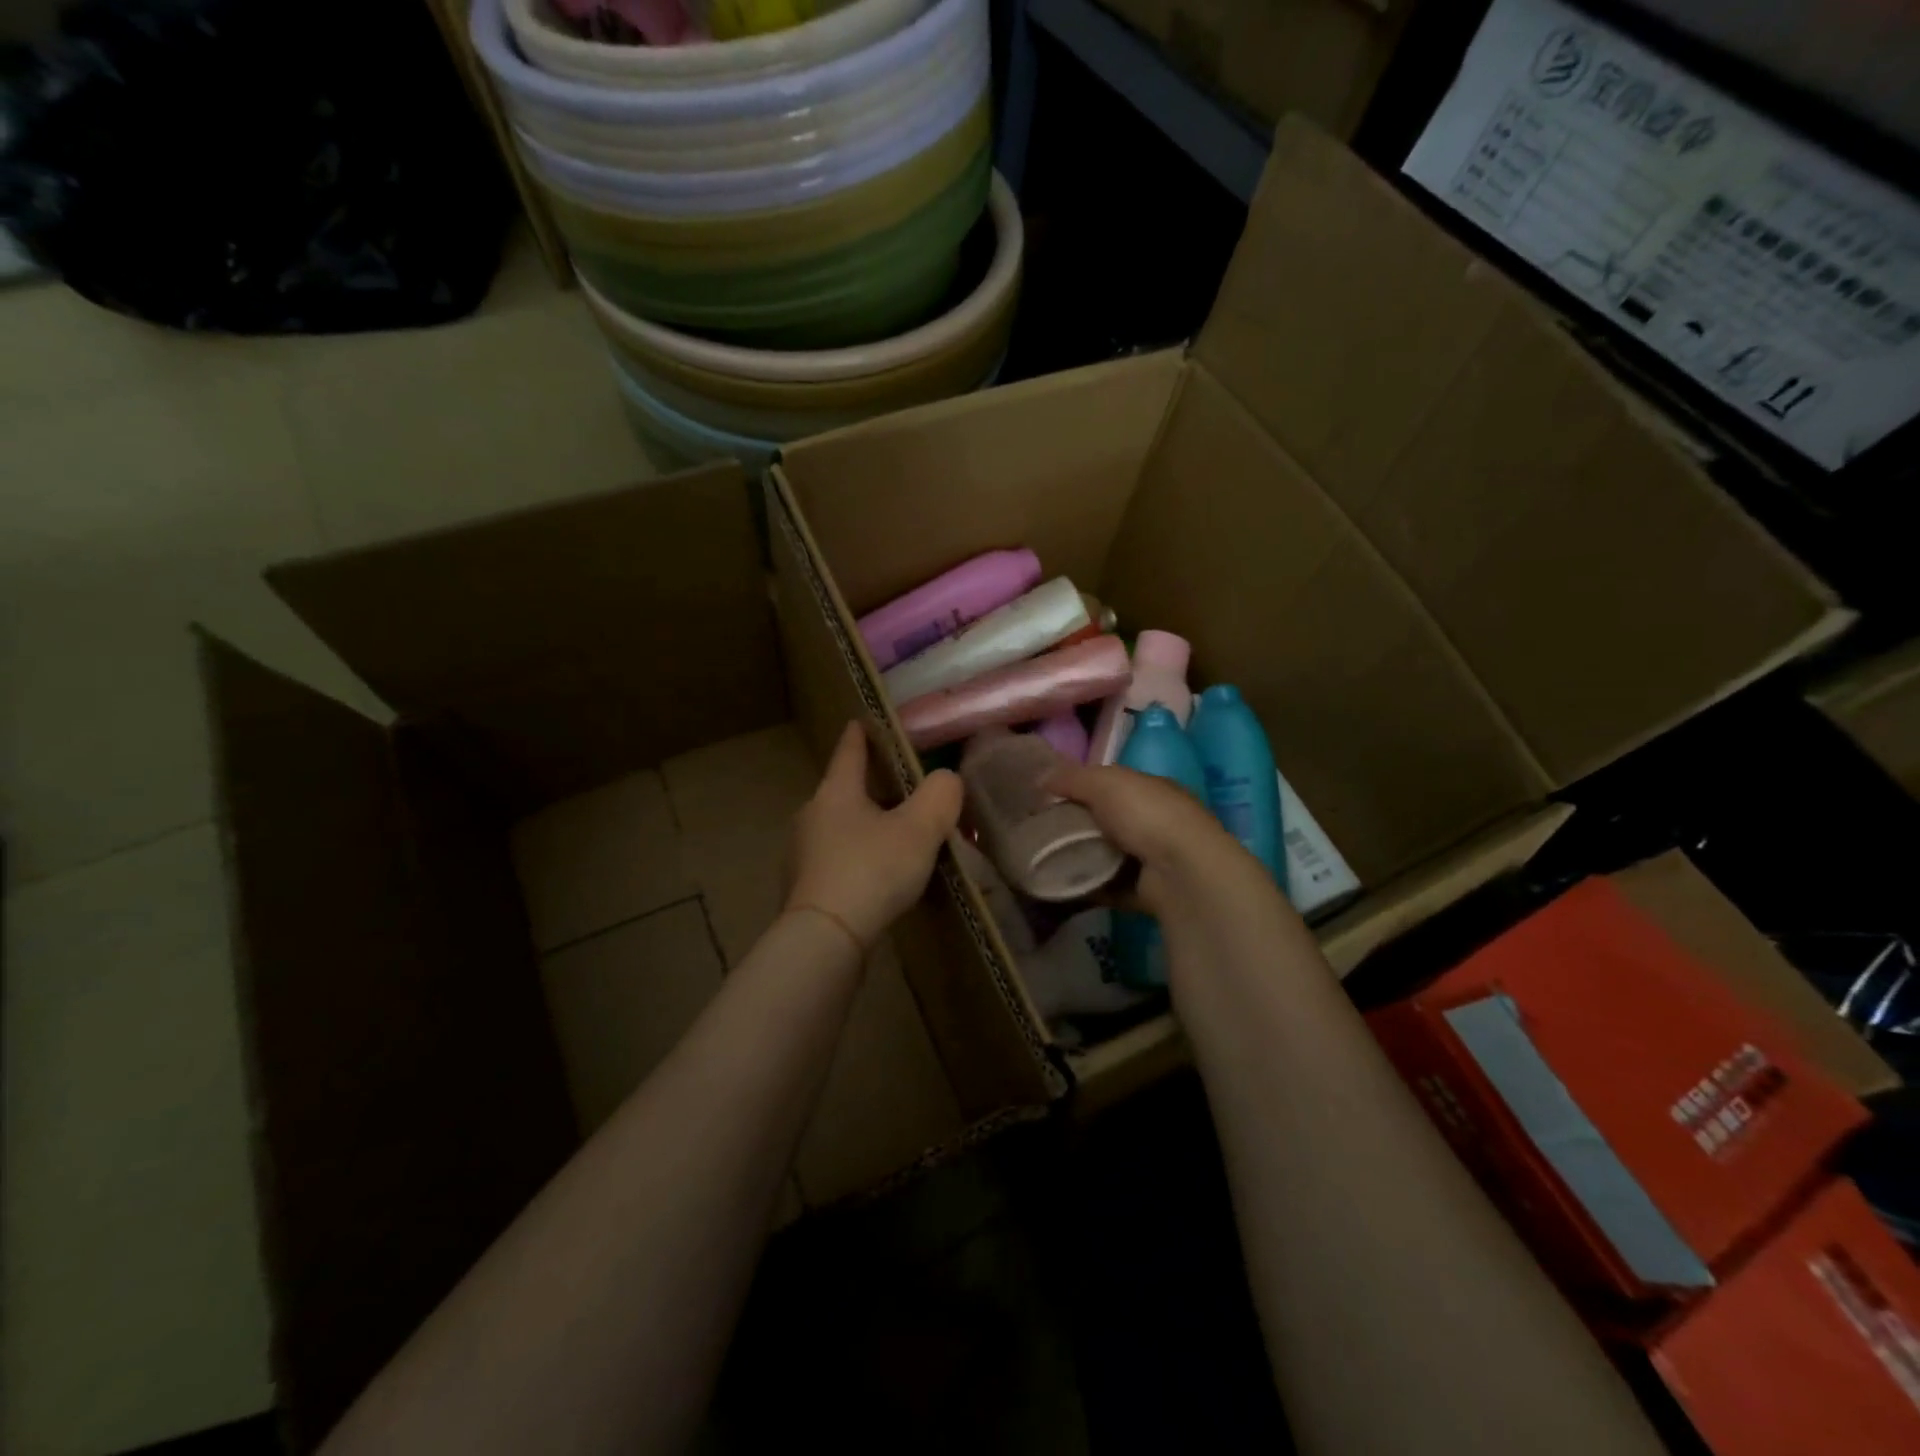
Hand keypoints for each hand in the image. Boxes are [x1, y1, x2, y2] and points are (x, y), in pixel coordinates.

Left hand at [786, 722, 963, 951]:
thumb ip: (940, 797)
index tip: (860, 721)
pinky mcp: (804, 890)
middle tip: (898, 788)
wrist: (825, 939)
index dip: (859, 735)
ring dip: (863, 827)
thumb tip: (947, 780)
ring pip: (839, 829)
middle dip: (868, 788)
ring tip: (893, 837)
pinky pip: (836, 862)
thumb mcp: (918, 830)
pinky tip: (875, 878)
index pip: (849, 752)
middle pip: (843, 792)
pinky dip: (856, 860)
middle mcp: (811, 816)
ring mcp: (802, 855)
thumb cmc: (871, 871)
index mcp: (836, 793)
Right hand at [1043, 761, 1261, 921]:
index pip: (1113, 785)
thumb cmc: (1146, 815)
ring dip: (1083, 858)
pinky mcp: (1147, 892)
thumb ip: (1072, 778)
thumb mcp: (1104, 783)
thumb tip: (1040, 778)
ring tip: (1047, 861)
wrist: (1181, 872)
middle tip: (1042, 832)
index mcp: (1152, 790)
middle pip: (1108, 821)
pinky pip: (1110, 888)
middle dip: (1079, 826)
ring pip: (1109, 855)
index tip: (1049, 799)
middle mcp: (1156, 822)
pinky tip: (1063, 887)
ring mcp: (1154, 859)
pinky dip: (1089, 887)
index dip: (1082, 788)